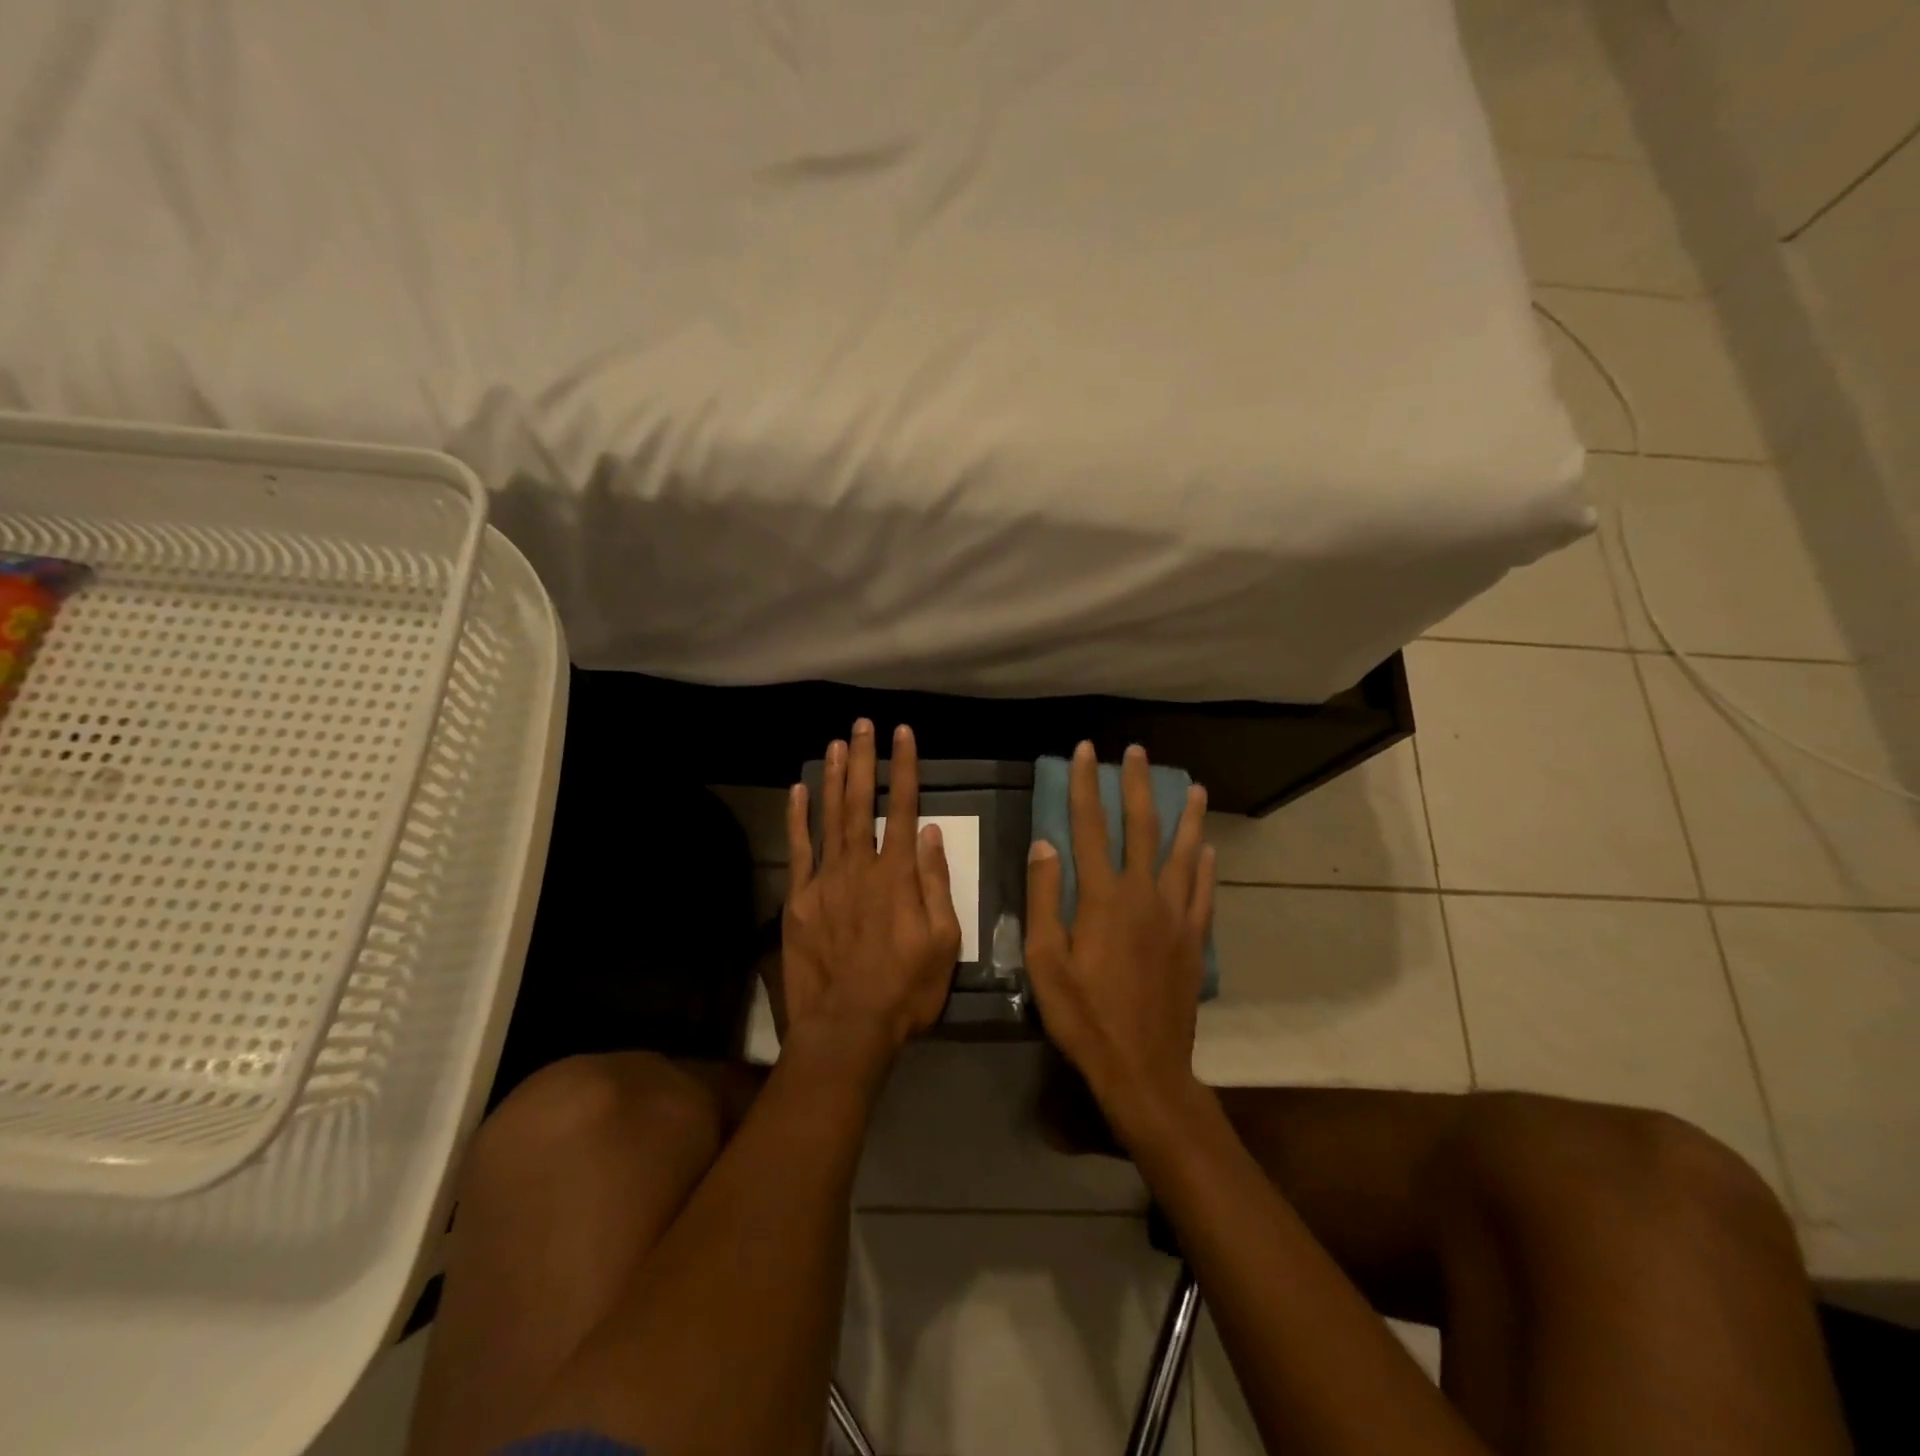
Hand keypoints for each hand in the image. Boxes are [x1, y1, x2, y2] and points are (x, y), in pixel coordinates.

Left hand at [780, 720, 963, 1062]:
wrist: (848, 1025)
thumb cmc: (906, 987)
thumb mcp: (944, 941)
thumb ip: (936, 883)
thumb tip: (932, 834)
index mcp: (898, 874)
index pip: (905, 808)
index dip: (904, 768)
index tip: (902, 734)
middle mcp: (860, 866)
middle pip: (862, 802)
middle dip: (864, 760)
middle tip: (862, 725)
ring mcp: (825, 881)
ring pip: (829, 818)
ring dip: (833, 778)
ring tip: (835, 744)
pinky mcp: (798, 900)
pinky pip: (797, 851)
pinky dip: (796, 820)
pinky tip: (798, 792)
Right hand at [1025, 741, 1215, 1143]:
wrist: (1143, 1067)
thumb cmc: (1084, 1015)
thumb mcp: (1045, 961)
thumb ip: (1044, 898)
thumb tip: (1044, 843)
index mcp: (1102, 897)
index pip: (1090, 826)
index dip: (1086, 785)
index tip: (1087, 751)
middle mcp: (1143, 894)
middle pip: (1141, 827)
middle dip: (1137, 785)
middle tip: (1138, 752)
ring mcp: (1175, 915)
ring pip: (1182, 852)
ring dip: (1185, 816)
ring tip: (1193, 787)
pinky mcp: (1194, 939)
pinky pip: (1202, 891)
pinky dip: (1204, 866)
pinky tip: (1207, 849)